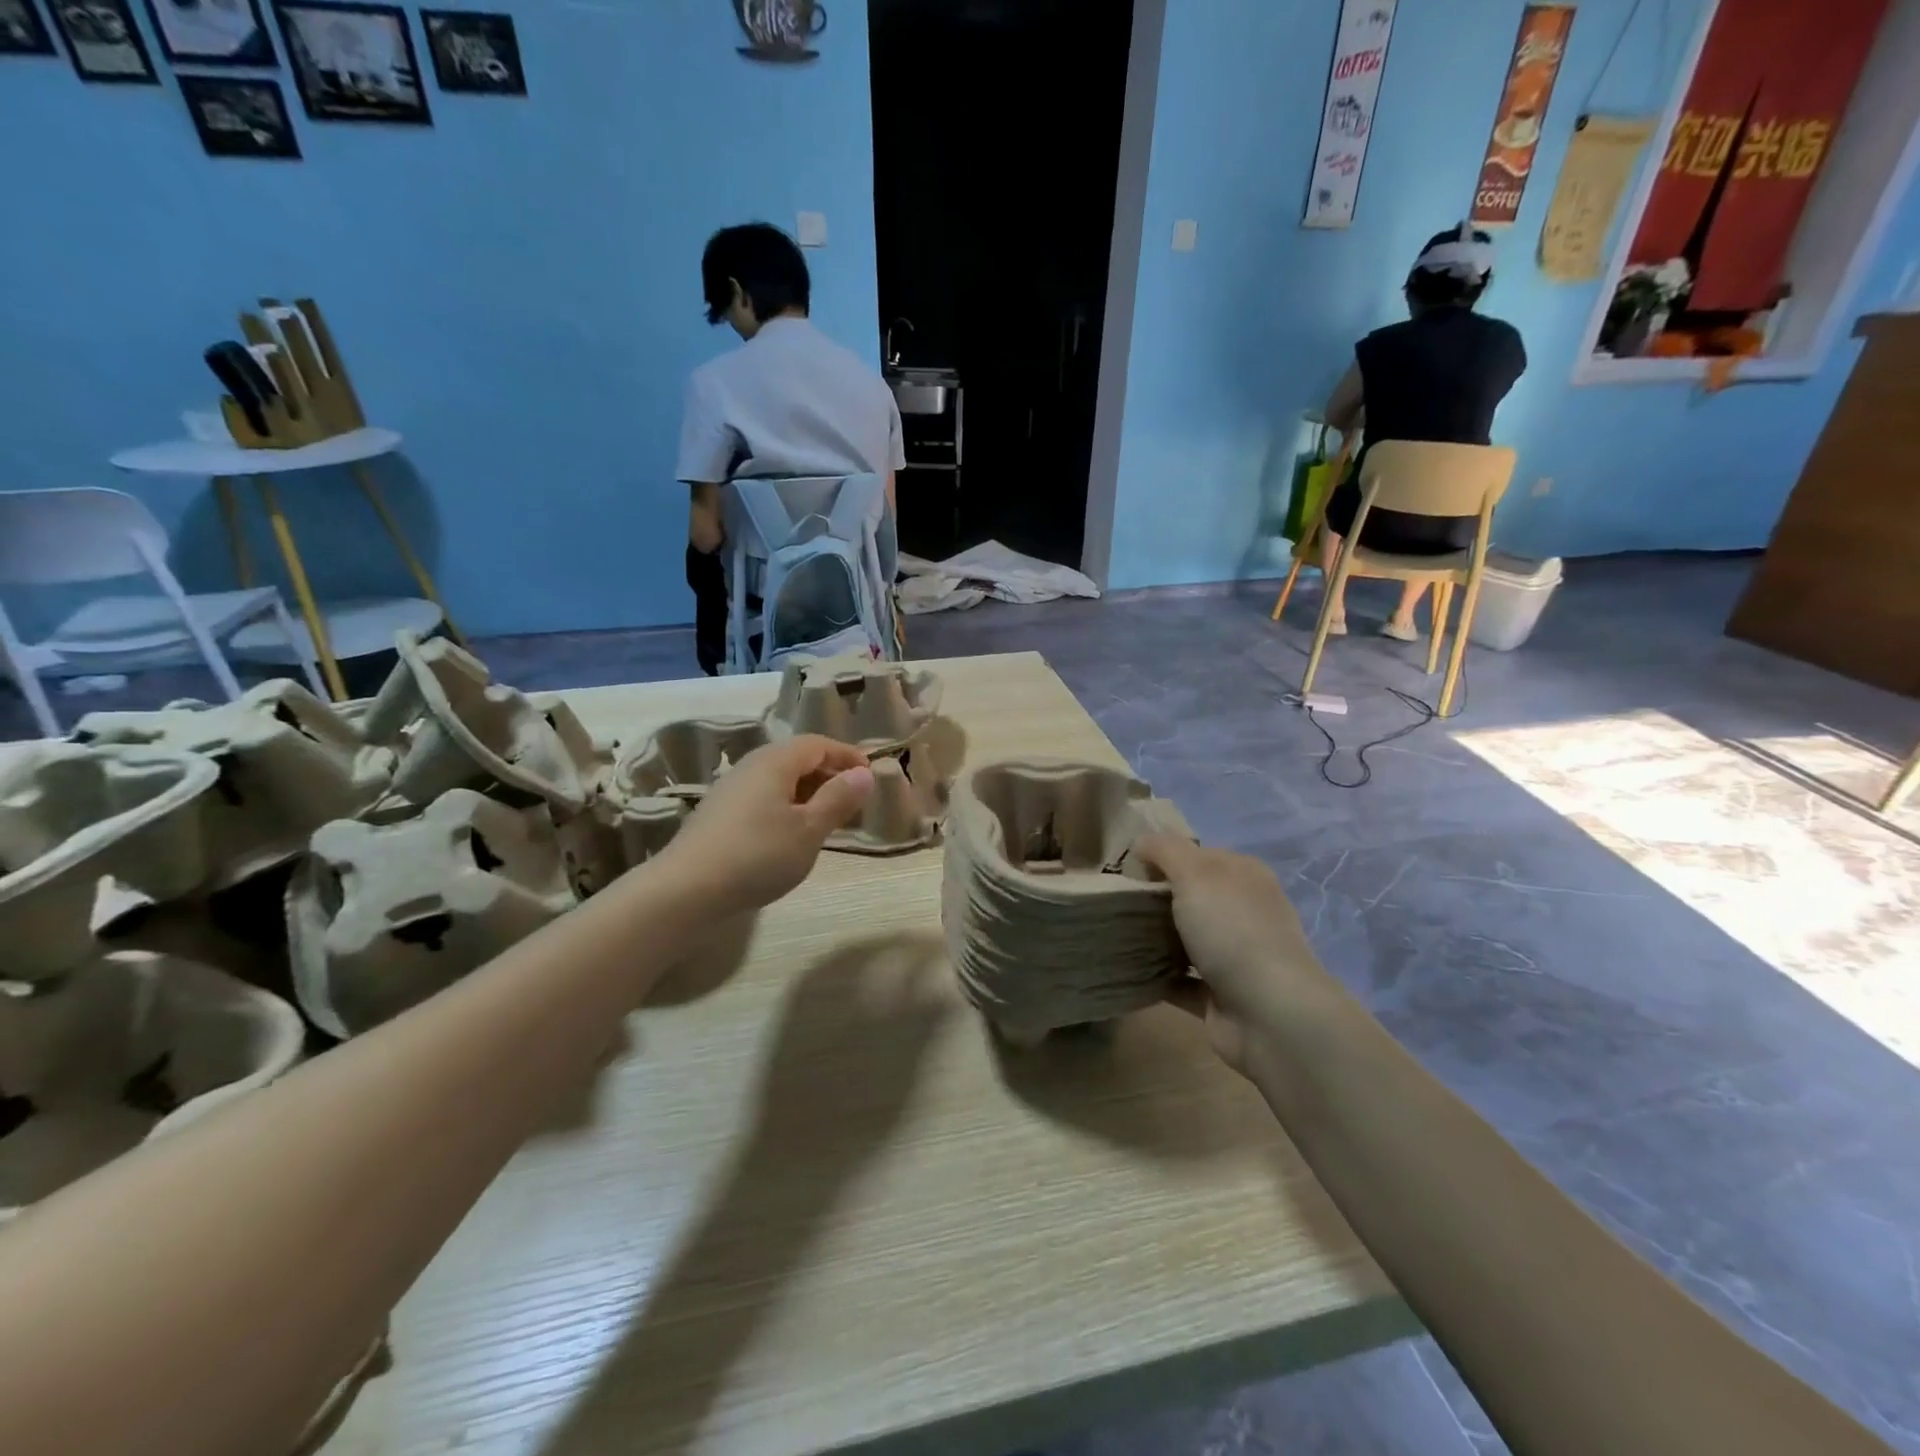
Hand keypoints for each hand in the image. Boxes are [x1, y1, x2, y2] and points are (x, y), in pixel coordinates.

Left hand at [661, 736, 873, 912]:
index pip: (818, 744)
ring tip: (828, 821)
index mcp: (775, 761)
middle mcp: (751, 767)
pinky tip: (792, 836)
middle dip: (829, 775)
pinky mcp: (719, 815)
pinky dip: (787, 807)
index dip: (847, 755)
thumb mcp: (809, 829)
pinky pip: (764, 798)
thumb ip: (838, 799)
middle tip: (854, 801)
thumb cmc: (758, 855)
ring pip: (779, 780)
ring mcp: (731, 791)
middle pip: (797, 759)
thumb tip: (864, 773)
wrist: (685, 891)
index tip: (871, 776)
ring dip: (809, 794)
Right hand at [1133, 835, 1330, 1077]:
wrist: (1269, 1013)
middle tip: (1114, 902)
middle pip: (1191, 897)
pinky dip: (1158, 977)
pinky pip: (1181, 980)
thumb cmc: (1232, 930)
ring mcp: (1236, 956)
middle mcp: (1244, 912)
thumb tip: (1141, 843)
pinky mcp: (1222, 995)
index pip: (1198, 855)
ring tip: (1113, 934)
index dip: (1162, 857)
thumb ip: (1165, 849)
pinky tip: (1127, 969)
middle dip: (1155, 899)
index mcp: (1245, 875)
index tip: (1125, 869)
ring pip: (1186, 939)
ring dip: (1155, 938)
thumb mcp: (1194, 872)